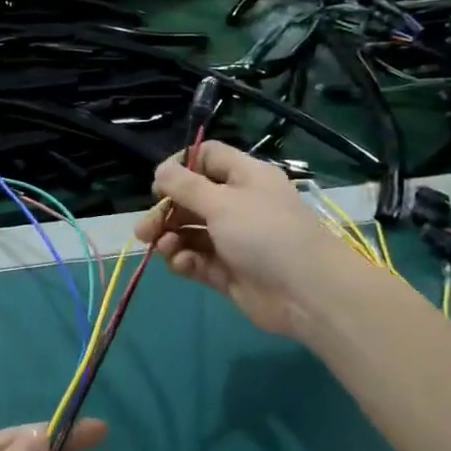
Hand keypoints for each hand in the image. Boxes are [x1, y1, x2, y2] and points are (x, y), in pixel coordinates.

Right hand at [134, 140, 364, 338]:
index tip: (158, 184)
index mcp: (245, 177)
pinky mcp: (229, 271)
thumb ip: (186, 186)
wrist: (305, 292)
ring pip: (191, 232)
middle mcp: (239, 204)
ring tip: (162, 248)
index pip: (208, 158)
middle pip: (192, 198)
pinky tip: (181, 264)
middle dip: (166, 211)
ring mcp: (234, 239)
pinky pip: (199, 260)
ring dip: (172, 238)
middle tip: (144, 229)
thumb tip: (160, 170)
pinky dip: (186, 260)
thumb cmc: (264, 233)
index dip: (180, 166)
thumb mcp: (222, 202)